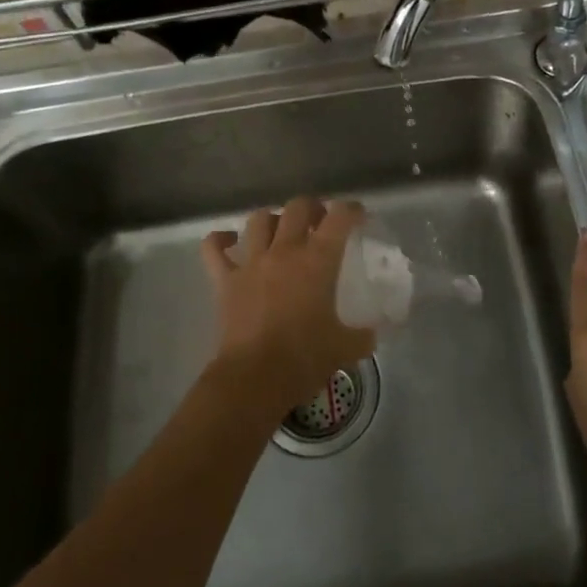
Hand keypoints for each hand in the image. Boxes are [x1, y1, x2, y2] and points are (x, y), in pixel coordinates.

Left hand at [201, 198, 373, 414]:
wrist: (254, 379)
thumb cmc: (304, 358)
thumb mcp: (346, 347)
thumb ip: (363, 335)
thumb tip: (372, 334)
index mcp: (318, 260)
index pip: (340, 217)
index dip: (352, 210)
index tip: (359, 216)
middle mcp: (284, 250)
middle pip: (297, 207)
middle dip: (312, 208)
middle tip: (320, 223)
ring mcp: (251, 262)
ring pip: (259, 220)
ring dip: (273, 219)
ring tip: (281, 231)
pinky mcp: (225, 280)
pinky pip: (214, 248)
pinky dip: (220, 240)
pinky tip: (229, 242)